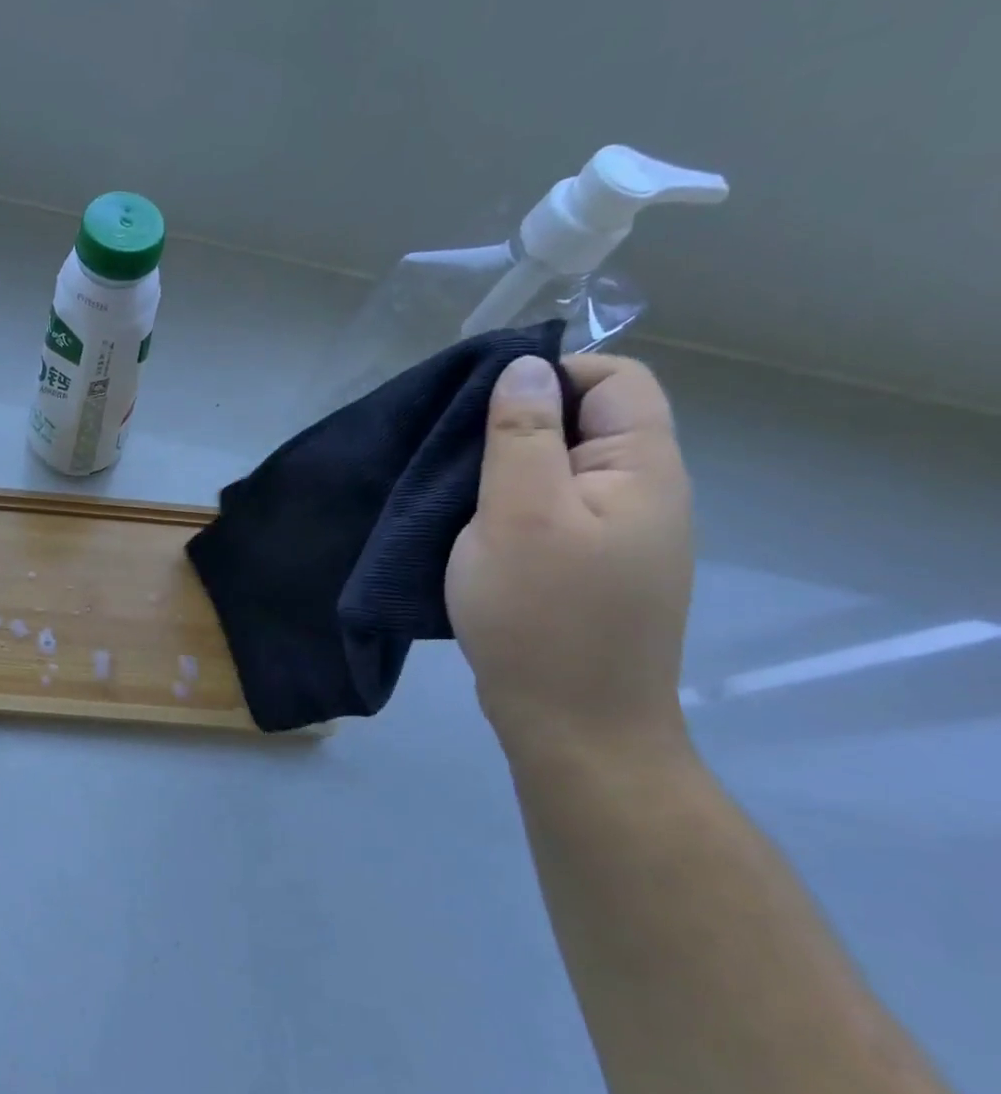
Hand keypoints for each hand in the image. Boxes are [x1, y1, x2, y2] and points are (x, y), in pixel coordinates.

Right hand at [445, 354, 693, 743]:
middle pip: (586, 422)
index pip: (615, 379)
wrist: (571, 726)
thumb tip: (525, 367)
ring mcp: (616, 535)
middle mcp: (642, 494)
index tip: (482, 410)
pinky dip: (509, 505)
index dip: (550, 375)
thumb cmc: (541, 615)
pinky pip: (551, 510)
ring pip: (561, 469)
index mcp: (642, 470)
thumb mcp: (519, 514)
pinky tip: (471, 528)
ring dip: (505, 469)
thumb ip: (522, 435)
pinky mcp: (587, 567)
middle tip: (454, 454)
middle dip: (517, 424)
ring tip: (452, 492)